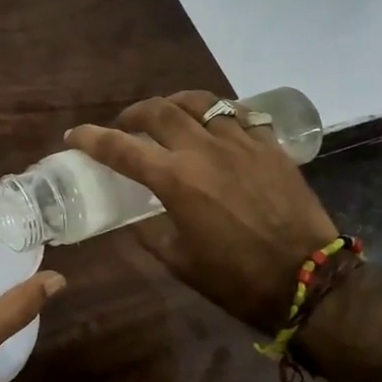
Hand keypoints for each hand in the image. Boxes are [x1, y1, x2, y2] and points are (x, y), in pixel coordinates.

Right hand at [67, 92, 337, 333]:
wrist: (308, 279)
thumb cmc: (235, 278)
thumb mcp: (178, 261)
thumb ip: (149, 232)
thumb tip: (132, 219)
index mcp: (175, 180)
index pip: (121, 148)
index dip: (91, 138)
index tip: (74, 135)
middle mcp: (203, 150)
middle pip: (158, 111)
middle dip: (132, 113)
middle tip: (125, 125)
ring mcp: (240, 142)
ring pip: (199, 102)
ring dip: (174, 104)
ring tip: (168, 115)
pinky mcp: (269, 146)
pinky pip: (237, 114)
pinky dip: (216, 114)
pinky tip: (213, 125)